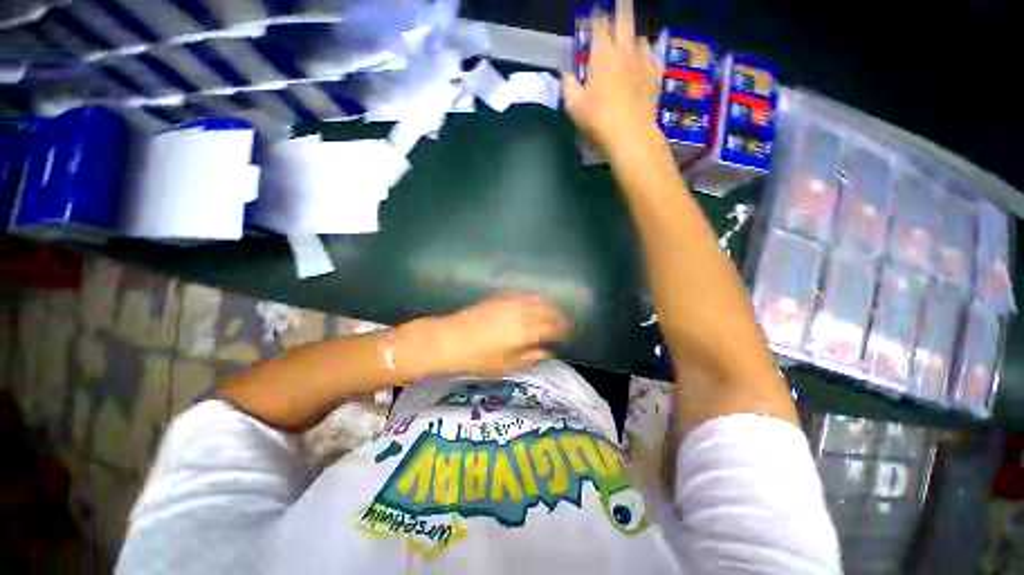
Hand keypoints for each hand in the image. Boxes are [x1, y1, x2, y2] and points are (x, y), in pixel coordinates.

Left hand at [398, 294, 568, 378]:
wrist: (448, 340)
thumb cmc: (478, 359)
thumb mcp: (507, 365)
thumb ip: (531, 357)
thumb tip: (548, 352)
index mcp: (527, 330)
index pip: (554, 326)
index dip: (564, 330)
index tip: (569, 334)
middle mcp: (522, 311)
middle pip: (549, 309)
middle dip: (560, 316)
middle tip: (564, 324)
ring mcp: (510, 301)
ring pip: (538, 298)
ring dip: (548, 305)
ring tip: (552, 313)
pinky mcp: (500, 297)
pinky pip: (523, 294)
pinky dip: (533, 298)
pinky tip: (533, 304)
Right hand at [562, 5, 662, 154]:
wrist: (630, 135)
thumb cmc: (598, 120)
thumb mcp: (574, 107)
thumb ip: (569, 86)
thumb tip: (567, 75)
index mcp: (602, 56)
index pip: (599, 27)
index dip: (597, 19)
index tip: (596, 18)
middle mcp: (624, 52)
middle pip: (625, 20)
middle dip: (621, 8)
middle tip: (621, 3)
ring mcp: (643, 62)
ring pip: (639, 38)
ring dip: (632, 38)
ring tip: (628, 43)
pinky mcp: (655, 75)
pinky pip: (653, 56)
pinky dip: (647, 55)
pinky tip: (644, 60)